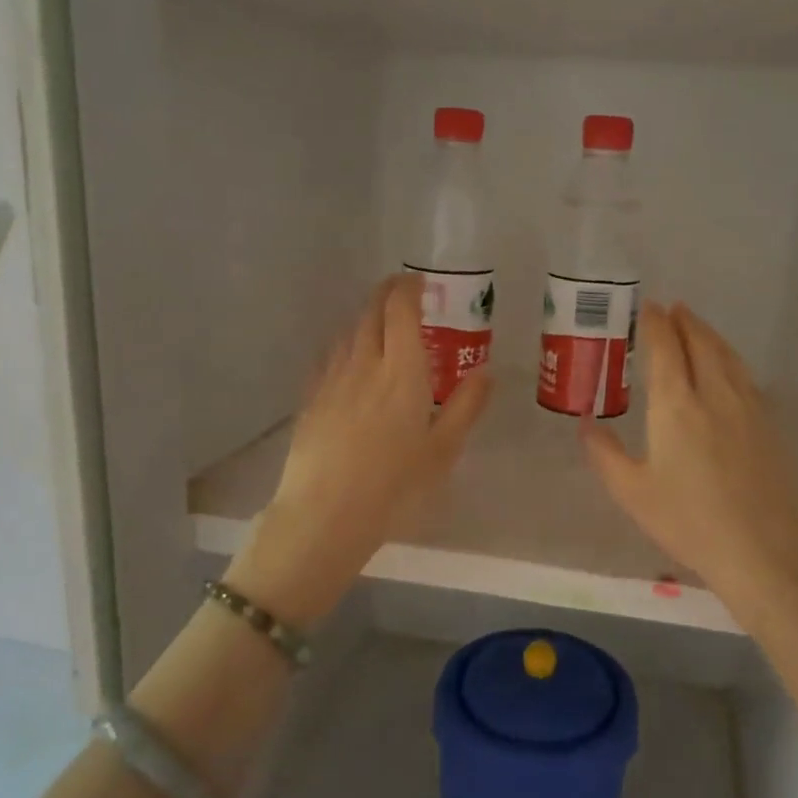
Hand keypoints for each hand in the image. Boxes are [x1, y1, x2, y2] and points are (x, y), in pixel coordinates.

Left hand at [239, 274, 490, 621]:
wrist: (325, 514)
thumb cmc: (394, 485)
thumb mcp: (442, 450)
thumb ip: (466, 406)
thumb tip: (486, 372)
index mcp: (402, 371)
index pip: (401, 309)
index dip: (409, 287)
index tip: (420, 282)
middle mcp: (364, 364)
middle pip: (371, 311)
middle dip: (386, 293)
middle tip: (402, 293)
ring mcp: (332, 379)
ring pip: (348, 331)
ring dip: (366, 317)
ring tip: (380, 325)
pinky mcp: (311, 399)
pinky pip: (329, 357)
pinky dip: (345, 345)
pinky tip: (350, 361)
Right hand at [581, 302, 797, 630]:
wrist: (764, 549)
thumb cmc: (689, 522)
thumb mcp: (633, 493)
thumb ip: (605, 454)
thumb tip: (584, 423)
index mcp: (676, 406)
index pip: (666, 348)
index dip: (657, 324)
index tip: (650, 306)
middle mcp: (714, 394)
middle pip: (701, 343)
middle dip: (685, 321)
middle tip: (674, 307)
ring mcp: (748, 407)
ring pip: (728, 356)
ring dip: (710, 334)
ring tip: (698, 326)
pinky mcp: (770, 424)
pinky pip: (746, 375)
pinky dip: (730, 358)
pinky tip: (728, 368)